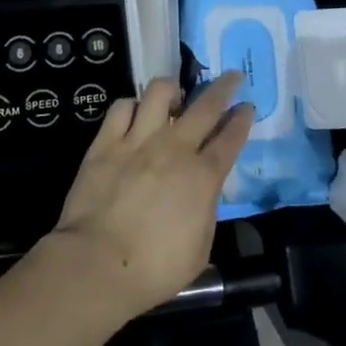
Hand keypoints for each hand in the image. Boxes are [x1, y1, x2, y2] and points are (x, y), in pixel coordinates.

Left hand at [47, 74, 251, 320]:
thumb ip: (206, 210)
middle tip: (231, 77)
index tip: (247, 107)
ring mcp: (138, 140)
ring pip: (159, 92)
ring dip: (172, 89)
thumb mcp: (200, 248)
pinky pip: (122, 107)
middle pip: (205, 106)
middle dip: (223, 87)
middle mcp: (174, 148)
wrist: (98, 264)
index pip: (230, 138)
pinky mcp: (106, 141)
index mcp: (202, 177)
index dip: (242, 120)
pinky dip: (132, 106)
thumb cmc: (154, 268)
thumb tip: (204, 190)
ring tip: (175, 96)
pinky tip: (134, 113)